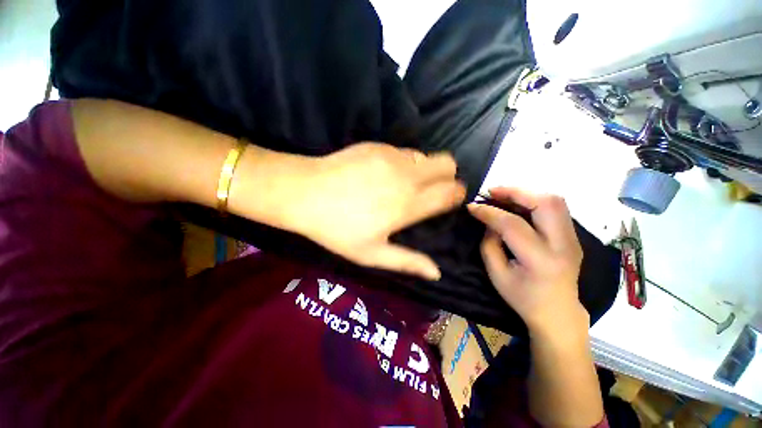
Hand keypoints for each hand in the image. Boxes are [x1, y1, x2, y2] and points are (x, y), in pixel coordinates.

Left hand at [286, 143, 464, 279]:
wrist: (305, 193)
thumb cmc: (337, 228)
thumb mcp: (371, 254)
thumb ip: (407, 261)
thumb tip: (436, 272)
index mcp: (408, 205)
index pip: (450, 192)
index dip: (456, 194)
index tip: (450, 199)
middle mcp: (407, 176)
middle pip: (447, 164)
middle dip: (447, 176)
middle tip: (432, 189)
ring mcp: (392, 157)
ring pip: (427, 156)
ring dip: (425, 169)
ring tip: (406, 183)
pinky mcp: (378, 146)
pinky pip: (405, 151)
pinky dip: (405, 162)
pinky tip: (385, 173)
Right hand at [468, 188, 587, 335]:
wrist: (558, 313)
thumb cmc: (522, 297)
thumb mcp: (496, 274)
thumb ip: (489, 244)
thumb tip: (489, 220)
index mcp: (540, 260)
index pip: (512, 225)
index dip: (489, 212)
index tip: (471, 206)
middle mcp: (563, 245)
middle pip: (545, 203)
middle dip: (515, 192)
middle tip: (491, 192)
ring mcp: (573, 239)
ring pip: (555, 201)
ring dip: (526, 193)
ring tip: (503, 196)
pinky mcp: (573, 237)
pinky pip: (556, 208)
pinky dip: (534, 201)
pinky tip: (517, 205)